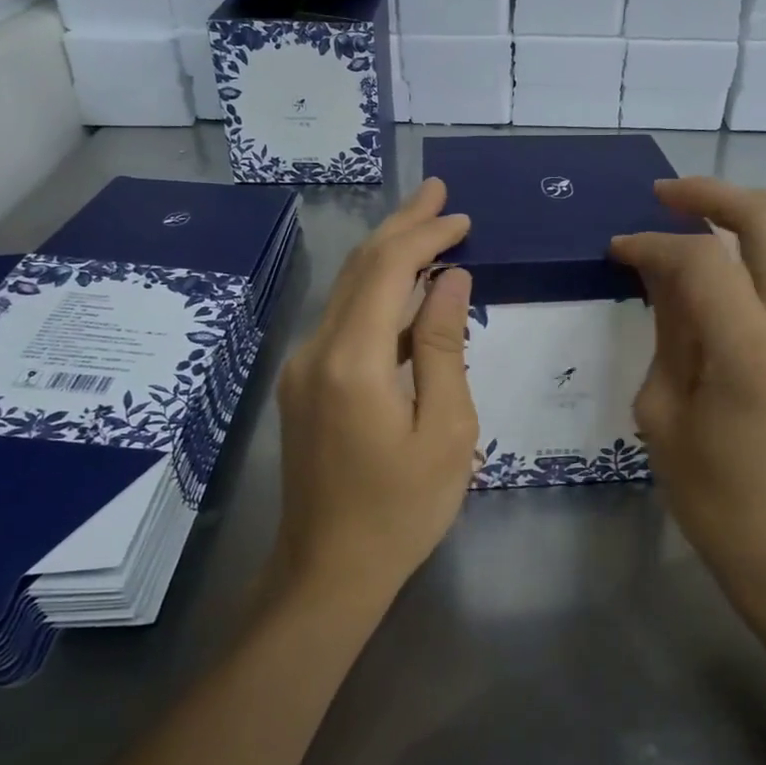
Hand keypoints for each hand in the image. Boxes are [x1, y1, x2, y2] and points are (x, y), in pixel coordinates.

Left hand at [274, 179, 477, 601]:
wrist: (328, 572)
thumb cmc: (402, 509)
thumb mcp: (446, 430)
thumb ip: (444, 347)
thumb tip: (450, 280)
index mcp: (352, 361)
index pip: (386, 269)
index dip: (424, 234)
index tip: (462, 217)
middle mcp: (316, 351)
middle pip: (359, 267)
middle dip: (402, 225)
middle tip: (439, 192)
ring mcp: (303, 367)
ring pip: (347, 290)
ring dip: (388, 255)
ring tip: (429, 226)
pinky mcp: (305, 385)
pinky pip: (344, 321)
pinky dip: (378, 295)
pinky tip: (409, 292)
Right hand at [611, 178, 765, 602]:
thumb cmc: (712, 492)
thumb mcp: (663, 410)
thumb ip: (669, 328)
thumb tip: (662, 271)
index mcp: (751, 352)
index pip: (700, 261)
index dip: (653, 242)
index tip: (621, 247)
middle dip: (711, 195)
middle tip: (668, 196)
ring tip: (726, 216)